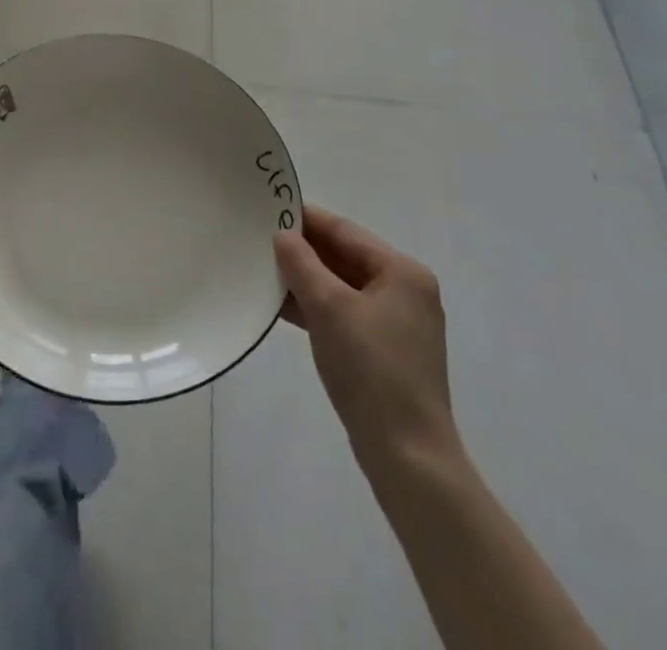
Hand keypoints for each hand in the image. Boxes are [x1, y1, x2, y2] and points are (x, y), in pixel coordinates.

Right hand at [275, 204, 462, 494]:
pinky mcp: (385, 352)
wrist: (407, 456)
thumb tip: (282, 235)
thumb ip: (301, 263)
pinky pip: (344, 314)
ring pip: (342, 287)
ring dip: (306, 281)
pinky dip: (317, 308)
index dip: (305, 219)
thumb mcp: (328, 307)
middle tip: (259, 241)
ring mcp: (397, 324)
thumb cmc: (370, 368)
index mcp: (402, 272)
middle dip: (303, 251)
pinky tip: (283, 308)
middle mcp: (405, 291)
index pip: (345, 231)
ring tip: (263, 271)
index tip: (267, 209)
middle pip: (344, 258)